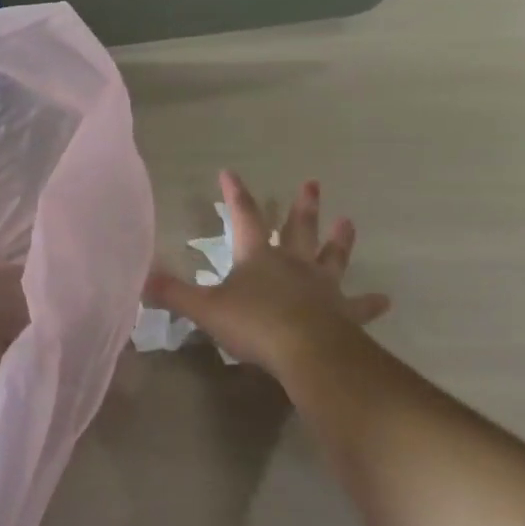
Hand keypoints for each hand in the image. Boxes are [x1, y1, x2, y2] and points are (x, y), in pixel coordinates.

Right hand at [146, 171, 388, 380]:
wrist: (309, 352)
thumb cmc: (255, 324)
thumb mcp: (205, 309)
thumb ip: (173, 293)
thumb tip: (139, 278)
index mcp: (257, 257)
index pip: (243, 216)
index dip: (236, 194)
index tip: (230, 172)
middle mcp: (292, 264)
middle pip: (297, 228)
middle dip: (302, 206)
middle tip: (313, 183)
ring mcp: (322, 287)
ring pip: (331, 256)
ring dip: (339, 239)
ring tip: (349, 221)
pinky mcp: (344, 313)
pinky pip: (359, 305)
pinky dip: (370, 302)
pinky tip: (385, 299)